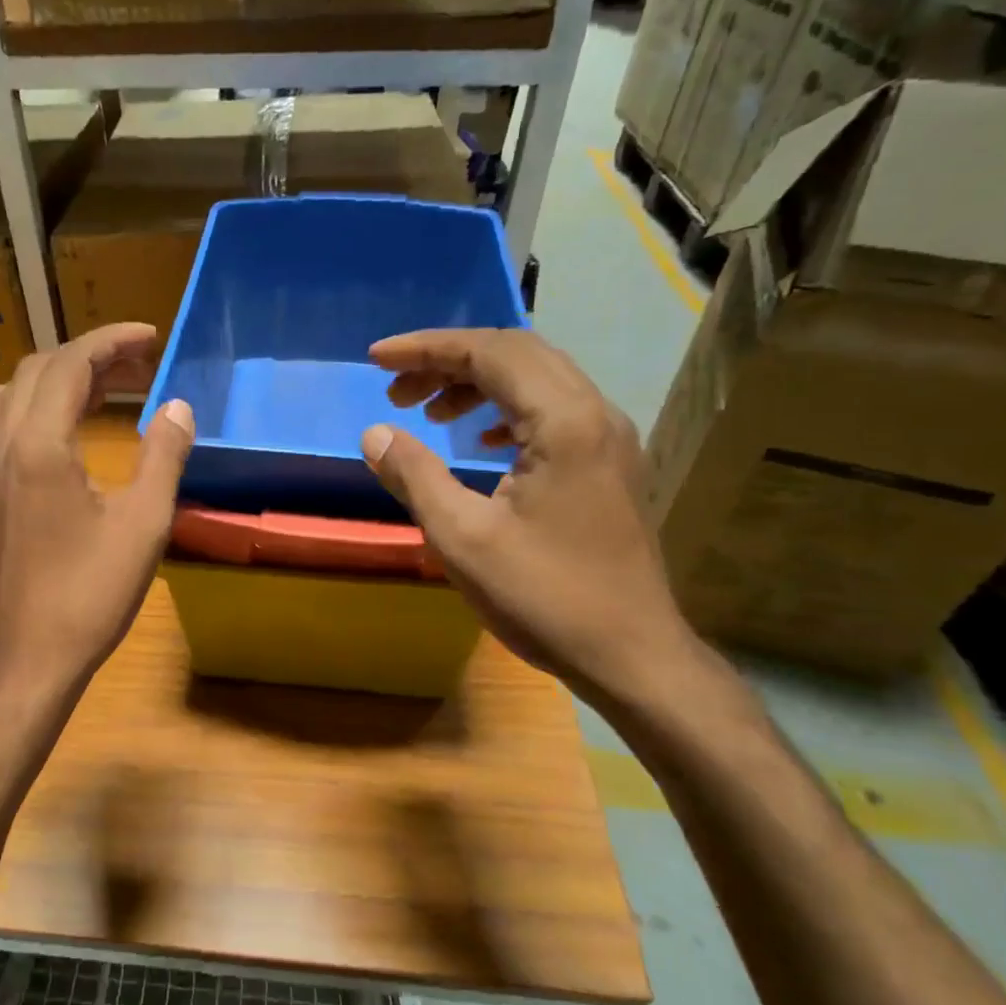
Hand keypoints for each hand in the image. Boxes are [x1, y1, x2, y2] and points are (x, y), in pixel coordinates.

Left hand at [0, 323, 194, 698]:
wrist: (22, 662)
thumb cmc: (88, 596)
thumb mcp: (143, 525)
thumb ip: (162, 456)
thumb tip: (177, 407)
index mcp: (37, 445)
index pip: (71, 363)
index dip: (112, 340)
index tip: (150, 336)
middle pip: (36, 371)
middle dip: (88, 357)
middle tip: (137, 368)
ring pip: (8, 397)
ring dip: (54, 382)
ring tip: (100, 395)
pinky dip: (32, 412)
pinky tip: (61, 441)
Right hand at [359, 328, 695, 702]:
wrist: (631, 656)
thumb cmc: (543, 597)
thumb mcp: (462, 538)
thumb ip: (414, 475)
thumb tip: (374, 433)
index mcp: (563, 422)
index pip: (490, 353)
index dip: (426, 348)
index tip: (376, 359)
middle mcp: (594, 414)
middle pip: (516, 354)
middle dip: (448, 361)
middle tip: (395, 388)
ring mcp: (608, 439)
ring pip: (536, 380)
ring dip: (475, 384)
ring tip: (426, 411)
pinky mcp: (608, 465)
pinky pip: (551, 411)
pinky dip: (504, 410)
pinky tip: (477, 438)